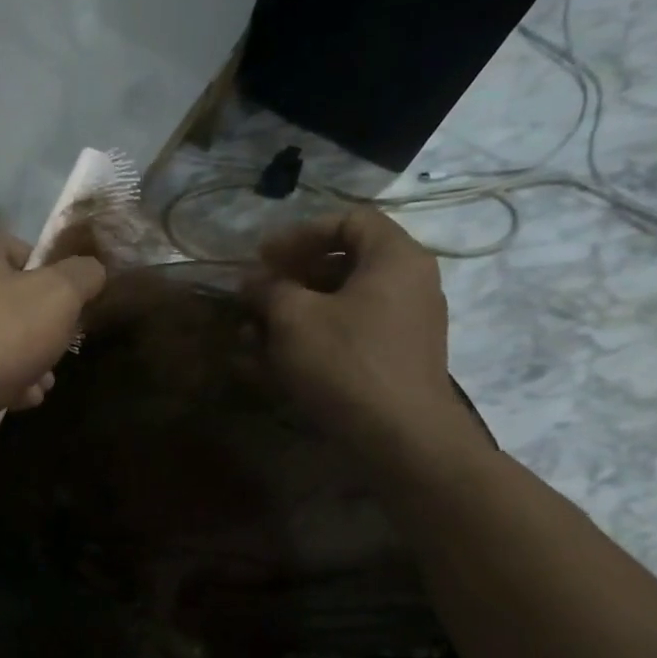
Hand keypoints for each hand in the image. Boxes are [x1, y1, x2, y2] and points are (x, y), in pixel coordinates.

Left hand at [0, 230, 106, 437]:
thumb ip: (82, 276)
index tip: (69, 314)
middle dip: (40, 331)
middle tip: (57, 356)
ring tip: (41, 386)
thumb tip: (92, 270)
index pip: (23, 252)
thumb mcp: (58, 297)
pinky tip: (18, 400)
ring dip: (24, 360)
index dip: (54, 282)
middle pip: (9, 299)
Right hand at [254, 209, 474, 465]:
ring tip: (249, 334)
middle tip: (254, 294)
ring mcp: (403, 325)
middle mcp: (408, 284)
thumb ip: (269, 289)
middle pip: (342, 263)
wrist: (400, 437)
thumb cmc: (346, 362)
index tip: (262, 257)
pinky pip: (346, 335)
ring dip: (291, 314)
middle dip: (289, 278)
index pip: (349, 220)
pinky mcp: (392, 360)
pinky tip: (267, 362)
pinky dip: (309, 340)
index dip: (300, 233)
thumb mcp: (293, 318)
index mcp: (394, 258)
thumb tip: (252, 280)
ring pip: (339, 304)